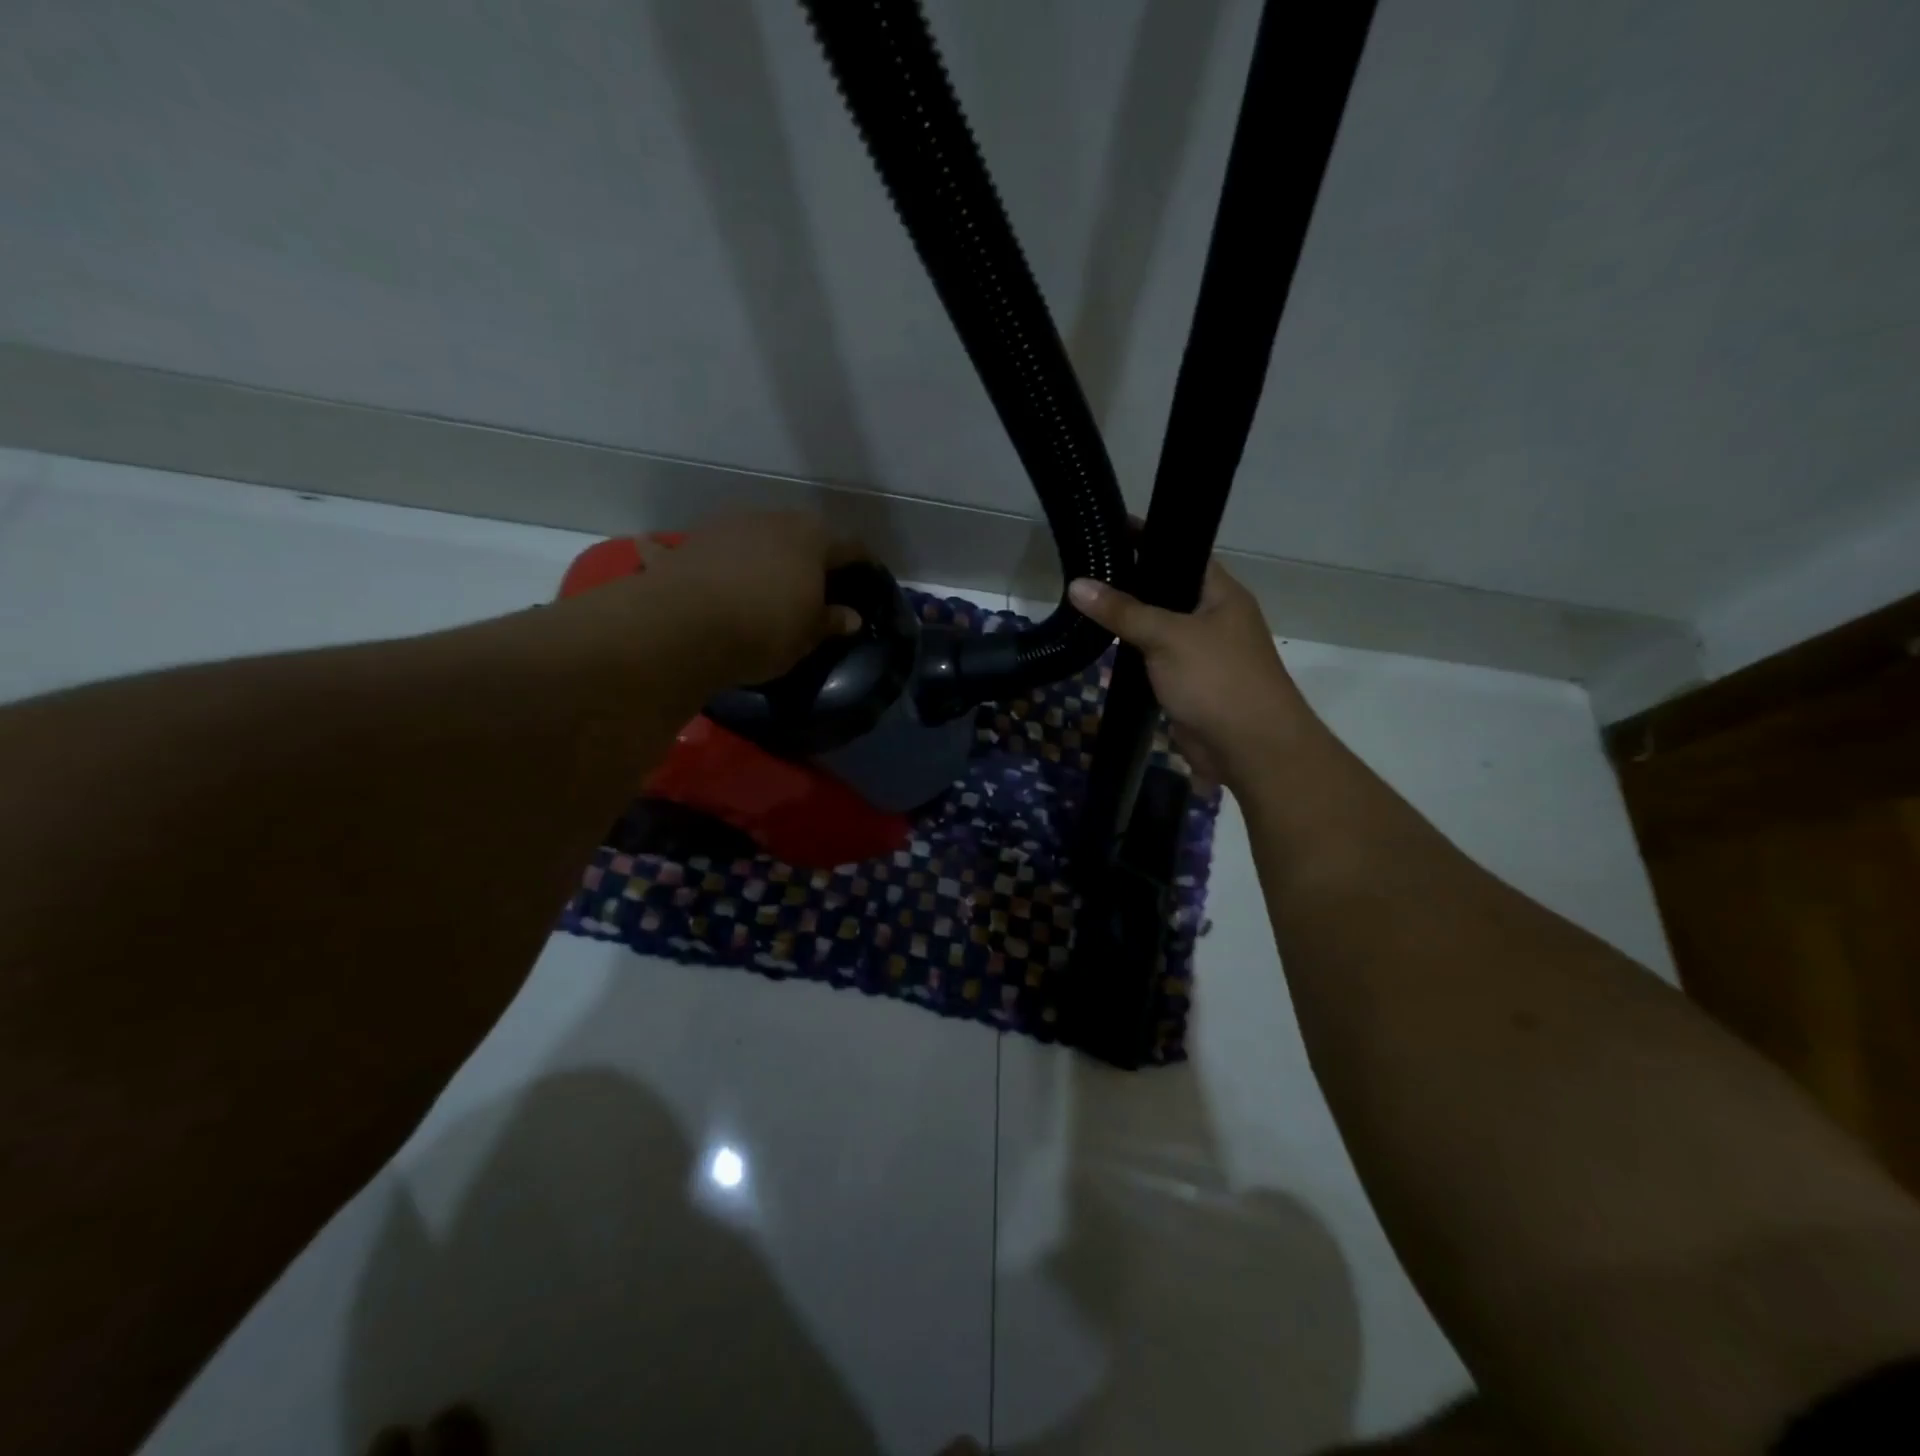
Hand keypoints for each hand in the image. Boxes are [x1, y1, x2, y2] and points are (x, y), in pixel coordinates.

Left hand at [634, 512, 863, 685]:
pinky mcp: (687, 543)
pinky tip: (684, 563)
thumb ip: (831, 621)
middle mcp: (771, 520)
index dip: (859, 562)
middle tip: (812, 582)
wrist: (685, 627)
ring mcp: (725, 526)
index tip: (864, 575)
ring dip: (759, 552)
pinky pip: (701, 550)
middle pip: (799, 533)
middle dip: (807, 554)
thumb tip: (851, 617)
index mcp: (812, 538)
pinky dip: (696, 557)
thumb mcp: (808, 635)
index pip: (848, 547)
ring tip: (760, 581)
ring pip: (752, 536)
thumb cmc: (765, 629)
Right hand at [1068, 560, 1317, 791]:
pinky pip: (1155, 659)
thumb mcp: (1168, 636)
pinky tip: (1102, 646)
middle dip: (1131, 582)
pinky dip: (1132, 653)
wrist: (1249, 748)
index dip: (1149, 539)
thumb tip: (1078, 585)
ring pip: (1158, 628)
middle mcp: (1213, 618)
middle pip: (1167, 591)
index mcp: (1221, 594)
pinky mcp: (1187, 683)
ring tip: (1084, 602)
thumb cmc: (1217, 679)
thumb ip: (1123, 611)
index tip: (1109, 529)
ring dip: (1129, 621)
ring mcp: (1200, 653)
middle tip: (1086, 568)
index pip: (1182, 553)